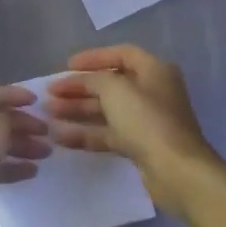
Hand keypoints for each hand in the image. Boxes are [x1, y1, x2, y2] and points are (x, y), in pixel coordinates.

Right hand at [46, 46, 218, 208]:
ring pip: (107, 111)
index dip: (93, 58)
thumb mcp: (116, 89)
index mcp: (154, 71)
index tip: (67, 65)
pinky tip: (60, 137)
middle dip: (79, 88)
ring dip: (78, 111)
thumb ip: (94, 79)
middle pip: (110, 85)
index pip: (121, 54)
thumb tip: (81, 80)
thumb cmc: (147, 120)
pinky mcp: (140, 147)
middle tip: (51, 93)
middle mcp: (152, 92)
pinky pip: (109, 134)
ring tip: (48, 114)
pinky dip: (86, 134)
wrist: (177, 172)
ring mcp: (146, 121)